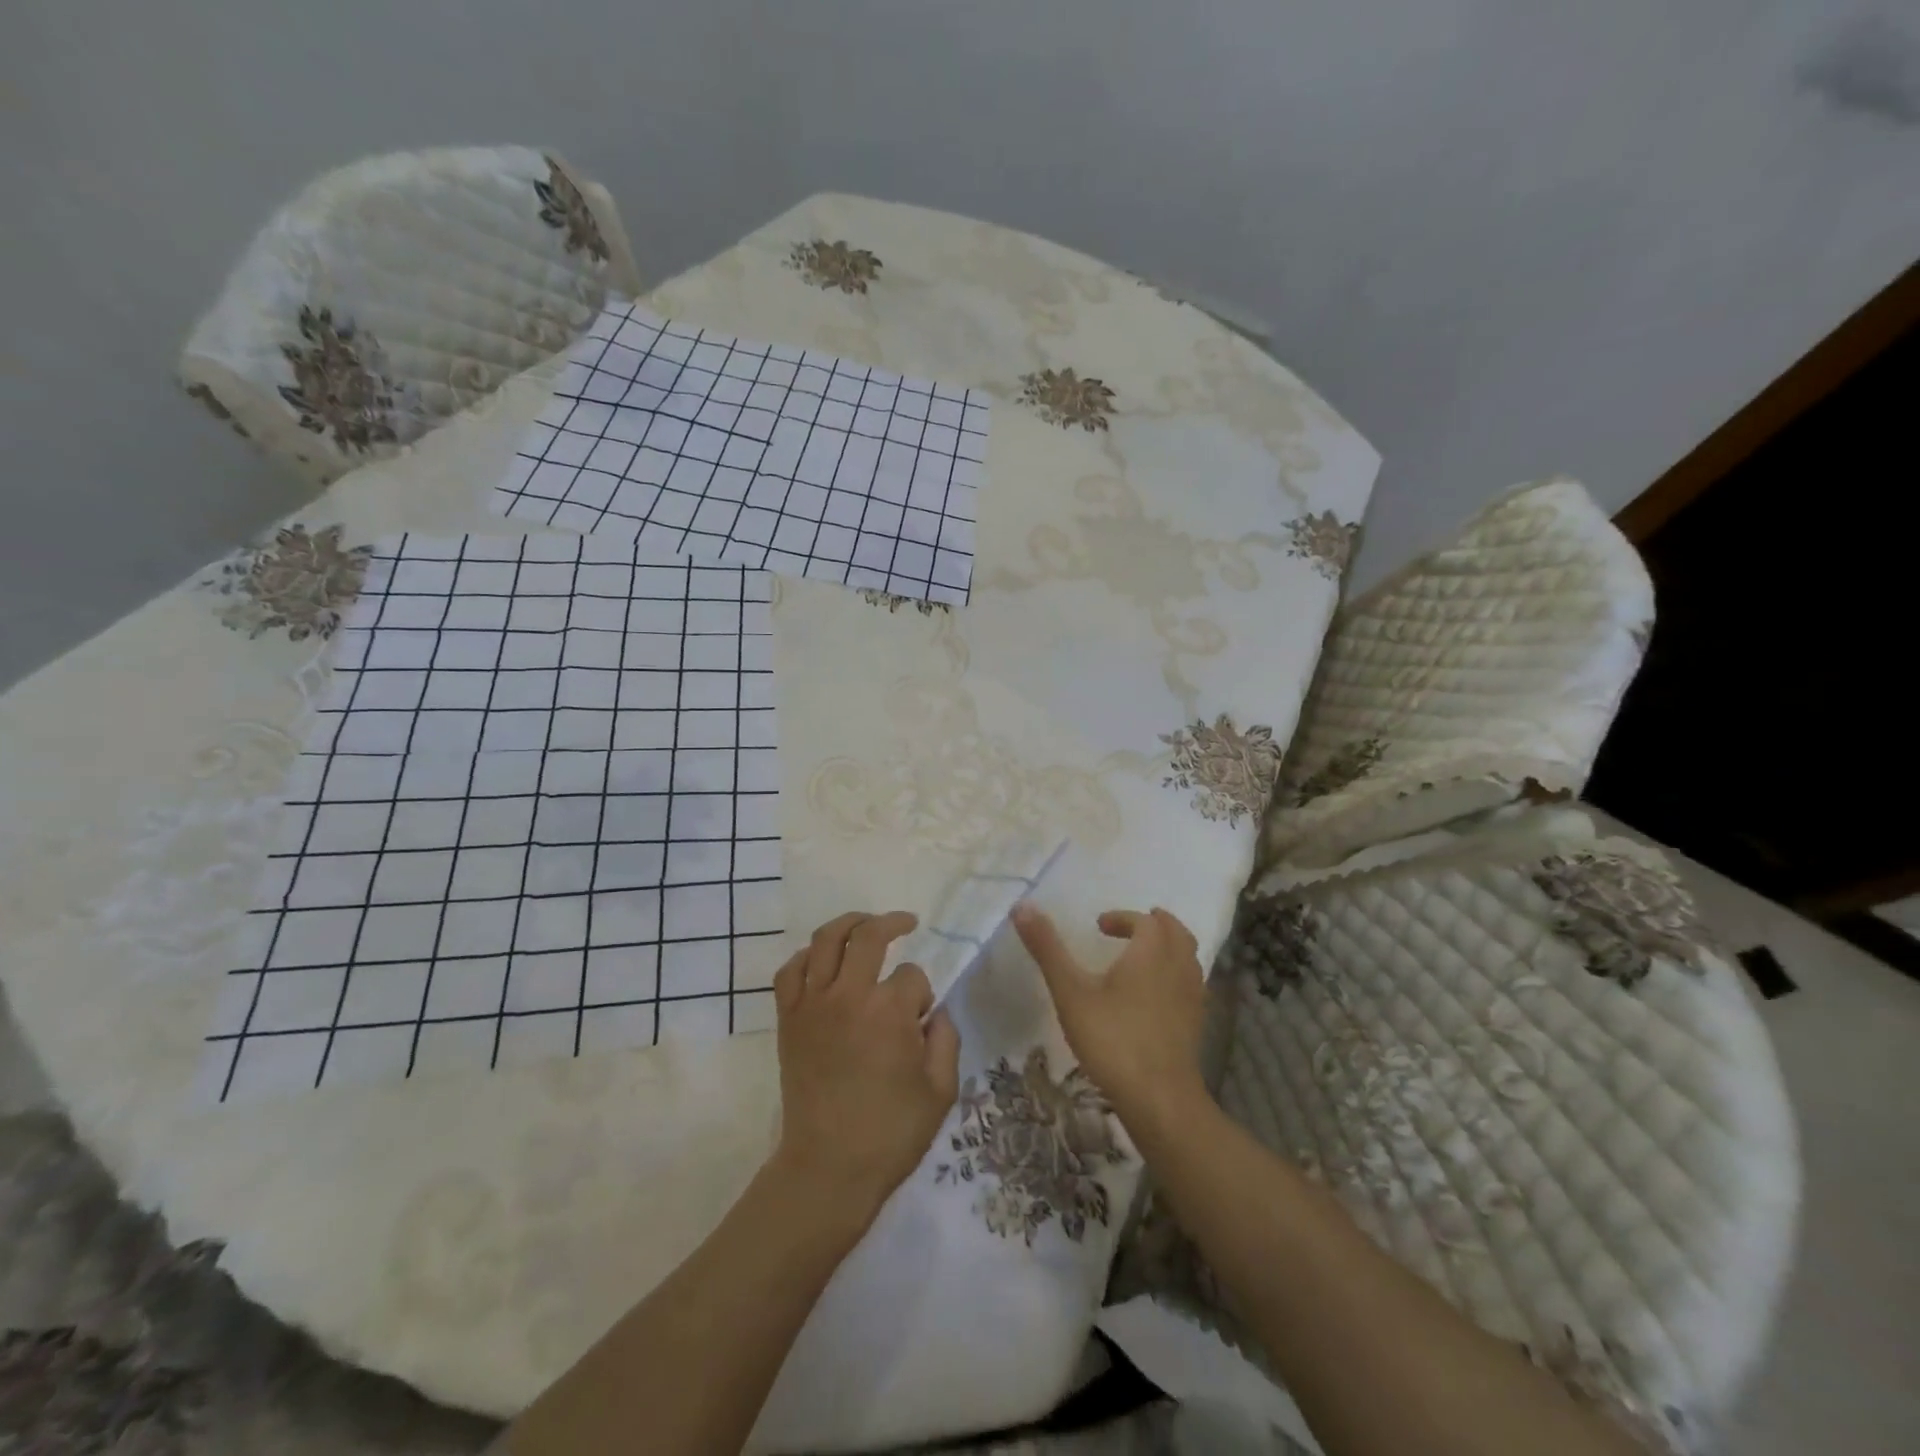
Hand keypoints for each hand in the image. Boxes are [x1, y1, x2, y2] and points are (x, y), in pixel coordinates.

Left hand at [771, 911, 960, 1219]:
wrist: (828, 1168)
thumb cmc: (891, 1132)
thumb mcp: (941, 1089)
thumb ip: (946, 1039)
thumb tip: (933, 1011)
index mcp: (889, 1012)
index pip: (912, 976)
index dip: (922, 993)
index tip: (921, 1019)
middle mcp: (848, 996)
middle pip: (868, 935)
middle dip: (892, 923)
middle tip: (907, 923)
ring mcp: (812, 1005)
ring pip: (824, 940)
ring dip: (848, 924)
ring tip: (865, 924)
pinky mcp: (789, 1019)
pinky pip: (789, 971)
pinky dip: (805, 957)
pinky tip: (821, 960)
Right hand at [1011, 903, 1208, 1125]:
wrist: (1160, 1099)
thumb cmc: (1112, 1039)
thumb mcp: (1071, 992)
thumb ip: (1047, 948)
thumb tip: (1023, 905)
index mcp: (1151, 952)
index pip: (1144, 921)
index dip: (1122, 918)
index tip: (1099, 926)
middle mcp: (1178, 967)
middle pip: (1176, 932)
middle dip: (1155, 924)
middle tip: (1131, 928)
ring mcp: (1192, 997)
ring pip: (1188, 957)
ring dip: (1169, 947)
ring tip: (1144, 957)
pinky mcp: (1196, 1024)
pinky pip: (1191, 984)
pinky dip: (1176, 975)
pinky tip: (1156, 996)